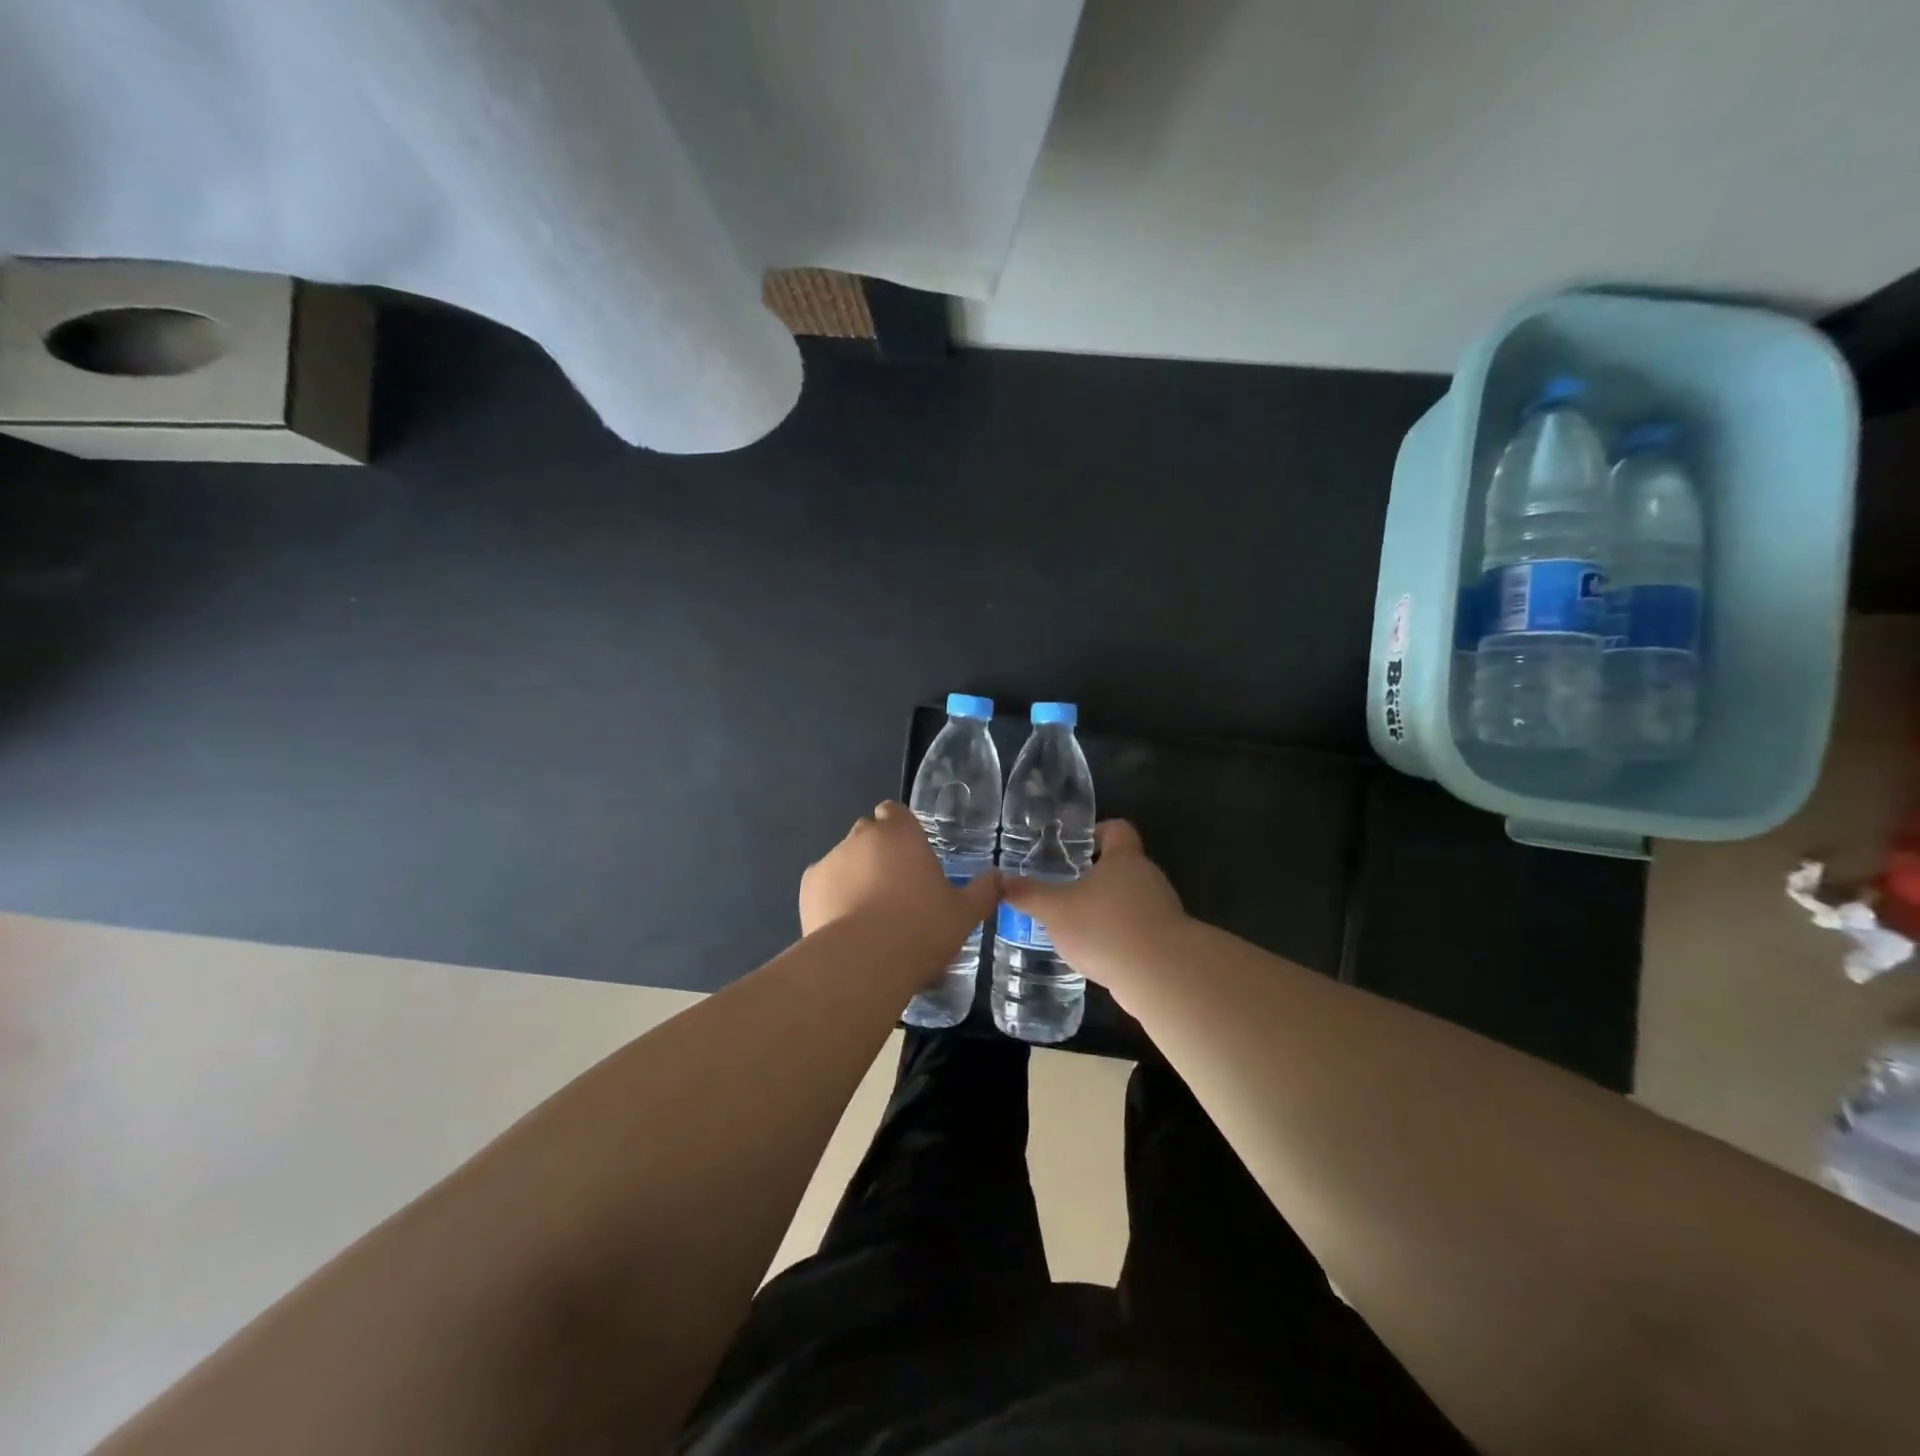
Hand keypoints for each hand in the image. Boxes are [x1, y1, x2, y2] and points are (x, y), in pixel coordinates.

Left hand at [800, 802, 1000, 950]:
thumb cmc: (921, 929)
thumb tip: (999, 877)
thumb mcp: (965, 914)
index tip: (910, 855)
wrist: (862, 963)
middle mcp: (862, 836)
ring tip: (868, 915)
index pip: (894, 811)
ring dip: (855, 875)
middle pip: (869, 833)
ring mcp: (831, 859)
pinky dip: (832, 896)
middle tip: (896, 889)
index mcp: (901, 833)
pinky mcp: (808, 886)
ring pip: (845, 859)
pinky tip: (845, 925)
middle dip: (879, 852)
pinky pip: (824, 884)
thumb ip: (983, 891)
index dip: (900, 829)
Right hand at [999, 820, 1185, 982]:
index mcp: (1124, 859)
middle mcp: (1148, 878)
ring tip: (1076, 925)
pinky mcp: (1167, 942)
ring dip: (1107, 910)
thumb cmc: (1106, 927)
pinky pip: (1138, 931)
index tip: (1077, 845)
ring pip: (1130, 901)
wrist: (1161, 976)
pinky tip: (1097, 954)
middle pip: (1123, 866)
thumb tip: (1000, 881)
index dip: (1098, 832)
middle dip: (1096, 877)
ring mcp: (1162, 911)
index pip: (1117, 830)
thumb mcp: (1055, 910)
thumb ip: (1028, 894)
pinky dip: (1119, 937)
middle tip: (1064, 888)